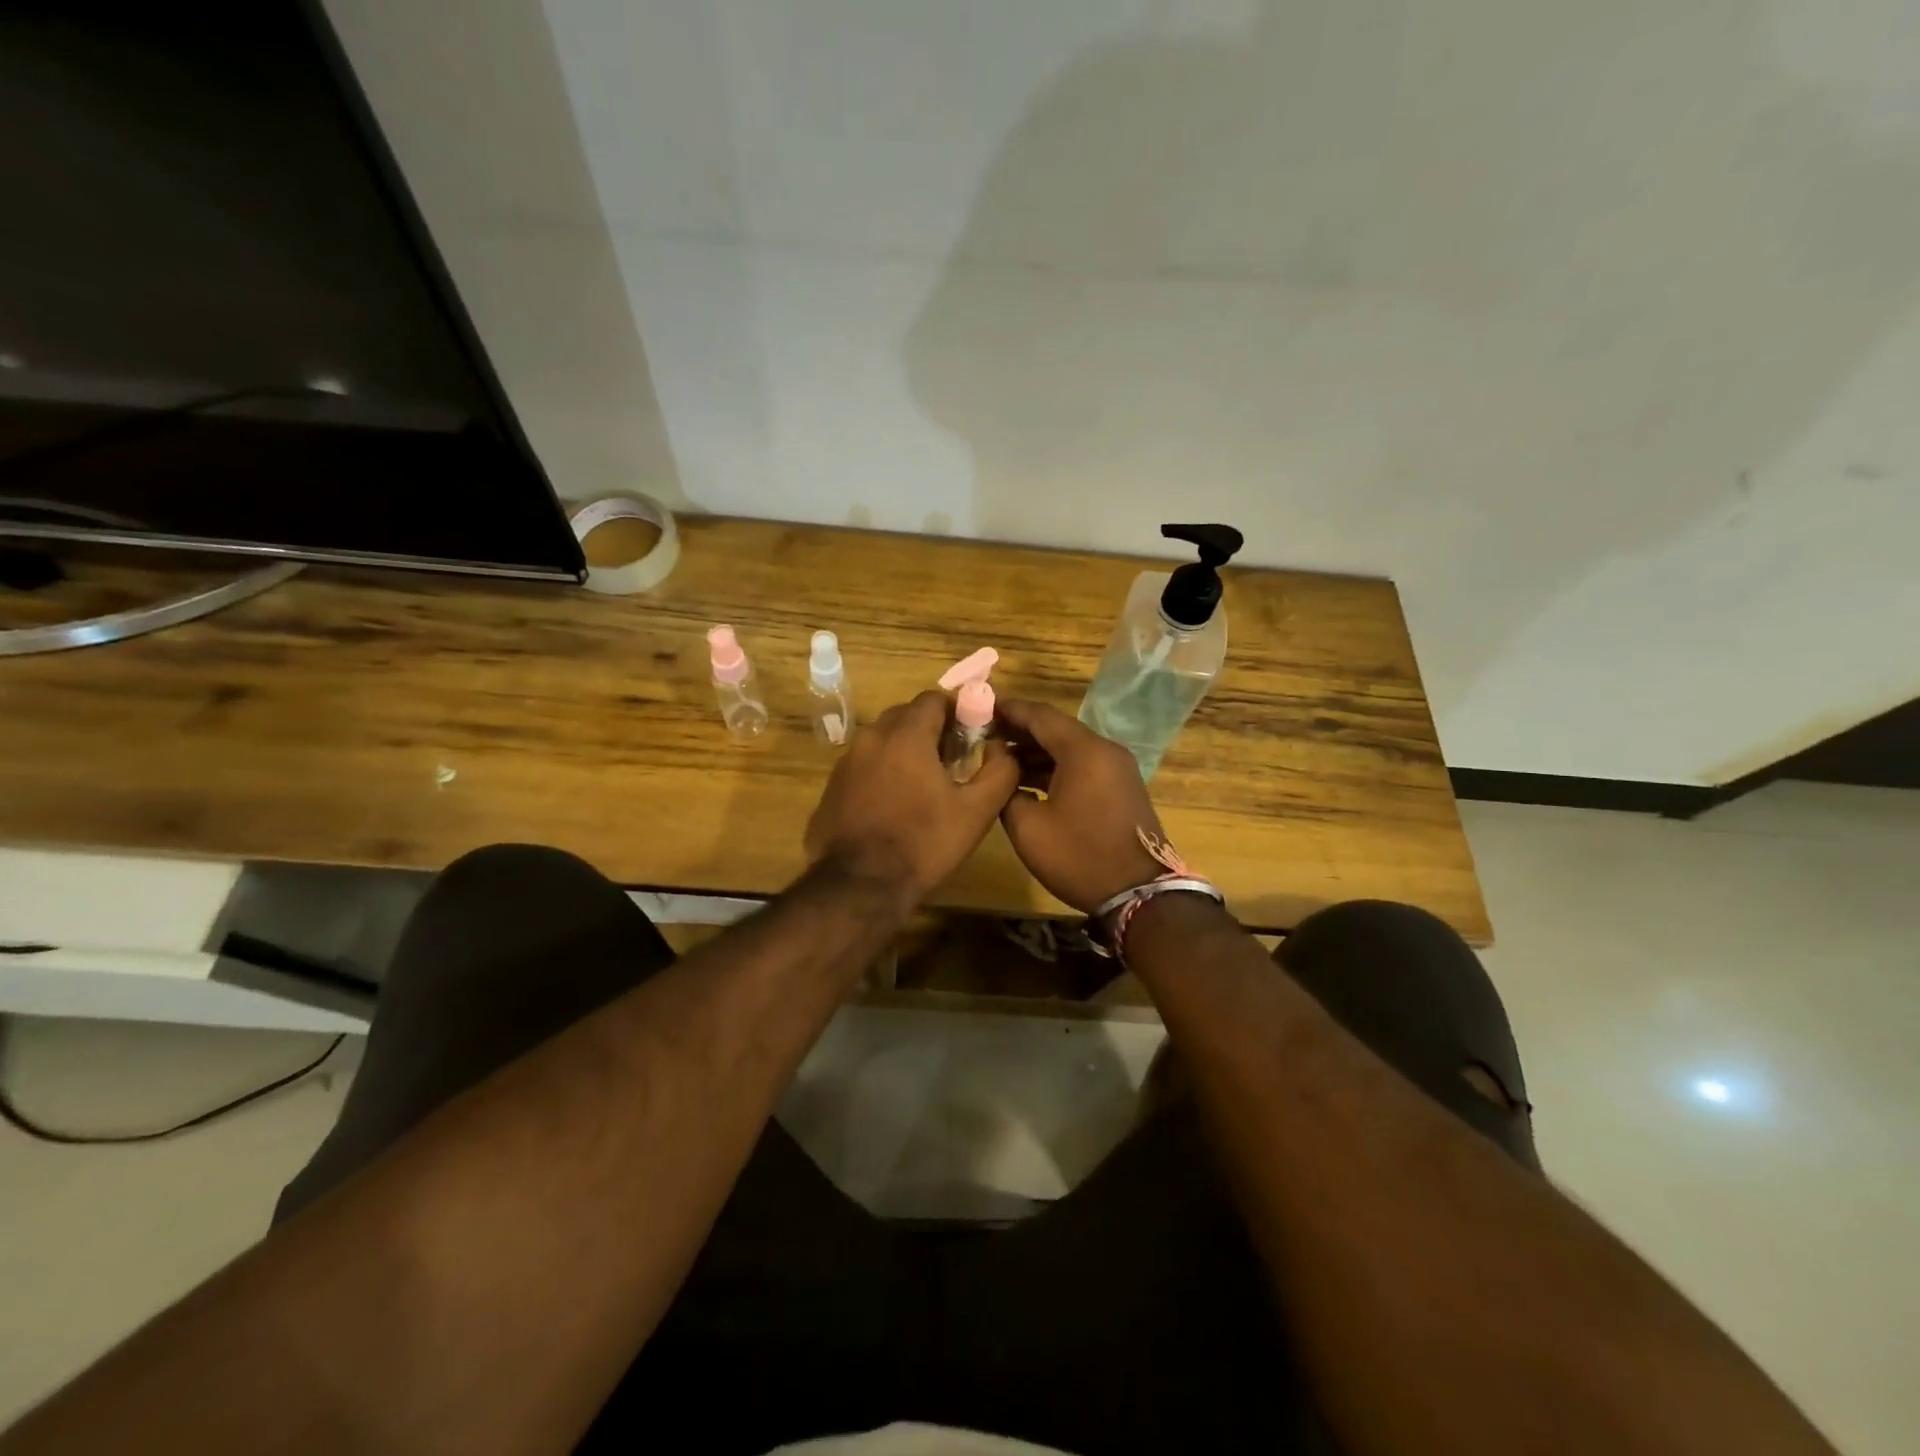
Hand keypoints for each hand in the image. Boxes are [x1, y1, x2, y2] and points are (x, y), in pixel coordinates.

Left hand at [805, 689, 1019, 904]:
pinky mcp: (832, 787)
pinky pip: (864, 765)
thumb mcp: (977, 811)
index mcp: (906, 735)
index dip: (958, 712)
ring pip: (883, 740)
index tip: (972, 736)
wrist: (860, 885)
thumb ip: (1000, 772)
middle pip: (906, 716)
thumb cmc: (924, 843)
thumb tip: (1004, 751)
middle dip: (931, 729)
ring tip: (924, 784)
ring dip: (905, 750)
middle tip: (952, 760)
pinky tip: (894, 805)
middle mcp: (871, 737)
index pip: (934, 699)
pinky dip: (882, 772)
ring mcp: (846, 762)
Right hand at [996, 698, 1170, 913]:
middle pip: (1056, 728)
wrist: (1139, 893)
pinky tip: (1028, 779)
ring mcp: (1117, 768)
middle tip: (984, 733)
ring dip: (1037, 750)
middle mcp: (1104, 750)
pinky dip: (1056, 766)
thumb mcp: (1028, 828)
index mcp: (1084, 750)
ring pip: (1070, 747)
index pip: (1040, 715)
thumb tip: (1002, 771)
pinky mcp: (1121, 786)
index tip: (980, 707)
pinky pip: (1082, 764)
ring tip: (1000, 757)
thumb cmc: (1080, 857)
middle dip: (1020, 730)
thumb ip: (1007, 790)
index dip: (1008, 710)